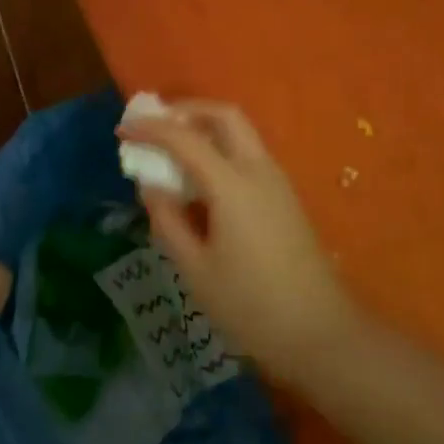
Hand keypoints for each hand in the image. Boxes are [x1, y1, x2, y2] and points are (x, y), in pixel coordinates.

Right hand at [120, 101, 363, 385]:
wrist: (320, 332)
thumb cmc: (251, 307)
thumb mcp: (196, 270)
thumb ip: (168, 221)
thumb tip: (150, 184)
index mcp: (232, 184)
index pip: (185, 138)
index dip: (151, 129)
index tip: (123, 129)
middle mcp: (258, 170)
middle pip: (225, 116)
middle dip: (187, 110)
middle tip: (156, 124)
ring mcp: (277, 181)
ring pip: (240, 133)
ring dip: (206, 128)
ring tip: (173, 150)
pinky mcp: (285, 197)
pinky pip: (249, 155)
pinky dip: (221, 149)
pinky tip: (202, 179)